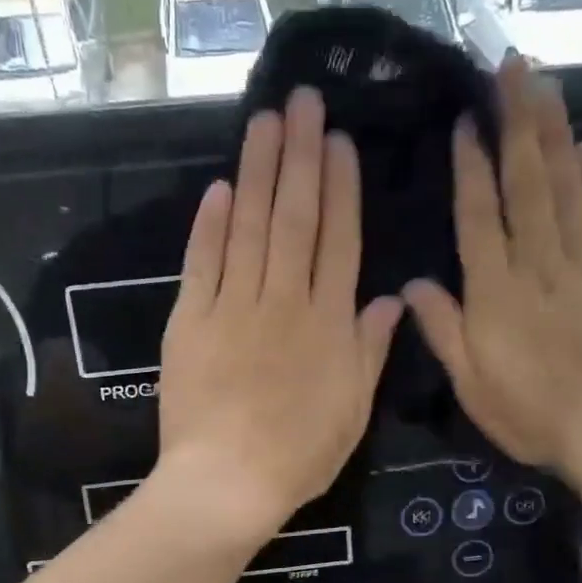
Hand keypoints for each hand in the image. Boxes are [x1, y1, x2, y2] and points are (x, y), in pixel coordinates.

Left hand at [156, 87, 404, 544]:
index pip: (337, 240)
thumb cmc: (299, 455)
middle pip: (294, 218)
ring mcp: (233, 307)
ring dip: (257, 171)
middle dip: (299, 155)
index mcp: (328, 323)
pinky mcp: (190, 321)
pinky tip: (219, 188)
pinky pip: (202, 263)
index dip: (340, 187)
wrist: (228, 482)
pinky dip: (210, 225)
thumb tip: (391, 298)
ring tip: (263, 121)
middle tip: (301, 100)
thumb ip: (370, 350)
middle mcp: (284, 300)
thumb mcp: (353, 410)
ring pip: (249, 227)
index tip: (338, 141)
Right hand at [403, 57, 581, 492]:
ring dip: (555, 132)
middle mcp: (541, 263)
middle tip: (512, 67)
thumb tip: (412, 285)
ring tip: (545, 85)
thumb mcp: (472, 385)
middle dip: (518, 121)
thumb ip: (443, 330)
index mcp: (498, 292)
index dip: (472, 166)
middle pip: (528, 182)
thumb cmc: (535, 415)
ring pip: (569, 187)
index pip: (480, 215)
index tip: (468, 121)